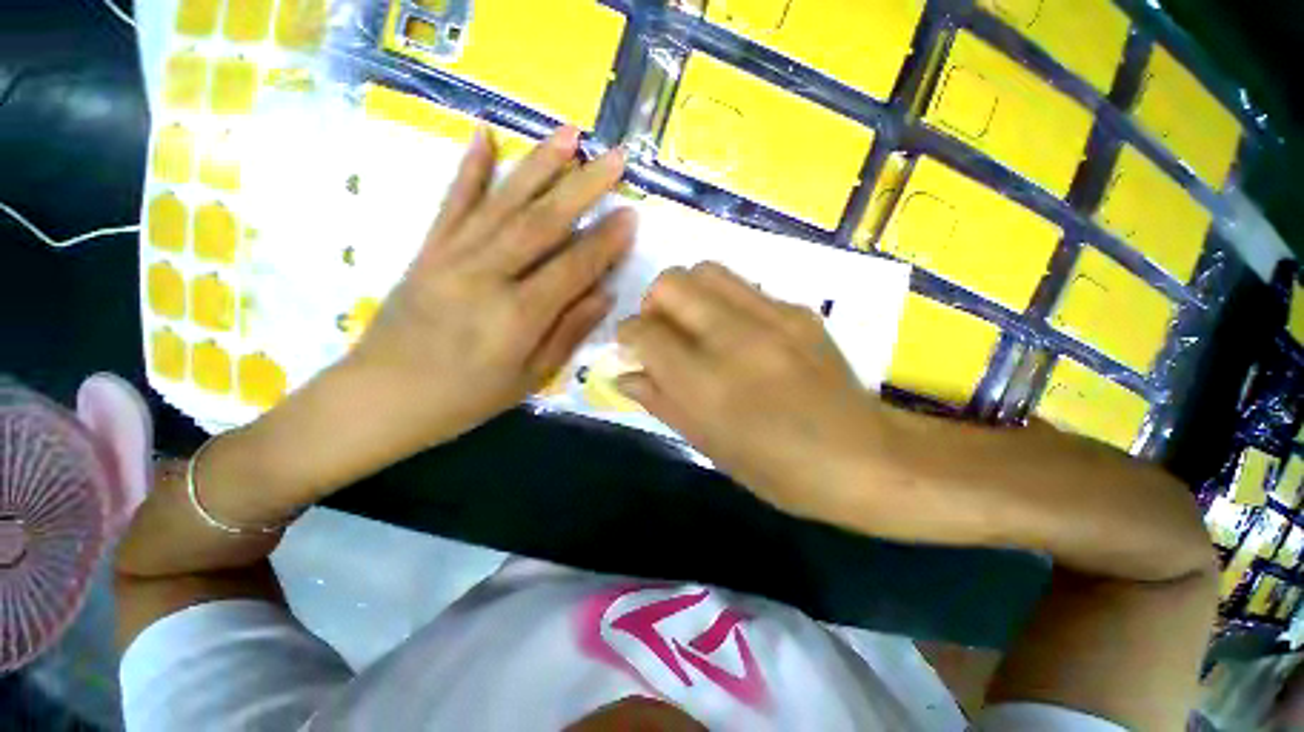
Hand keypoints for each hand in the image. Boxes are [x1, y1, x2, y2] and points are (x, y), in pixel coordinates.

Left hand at [346, 125, 634, 455]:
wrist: (379, 398)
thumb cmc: (464, 399)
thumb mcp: (529, 377)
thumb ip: (569, 331)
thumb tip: (605, 294)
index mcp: (517, 316)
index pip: (574, 266)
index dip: (606, 241)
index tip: (631, 214)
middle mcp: (486, 275)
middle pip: (543, 221)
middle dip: (584, 186)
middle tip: (616, 158)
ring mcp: (451, 256)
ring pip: (504, 201)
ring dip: (540, 163)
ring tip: (570, 134)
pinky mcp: (427, 249)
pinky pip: (452, 202)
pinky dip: (469, 168)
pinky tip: (484, 135)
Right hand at [616, 262, 885, 517]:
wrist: (863, 458)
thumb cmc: (777, 469)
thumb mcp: (708, 445)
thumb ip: (660, 402)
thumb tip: (624, 375)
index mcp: (706, 384)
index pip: (645, 332)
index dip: (628, 335)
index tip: (632, 346)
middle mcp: (733, 339)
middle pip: (671, 283)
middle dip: (653, 303)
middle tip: (662, 331)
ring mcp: (771, 317)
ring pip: (705, 270)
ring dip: (686, 293)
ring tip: (695, 324)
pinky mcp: (798, 310)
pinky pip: (743, 286)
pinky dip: (722, 301)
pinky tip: (736, 332)